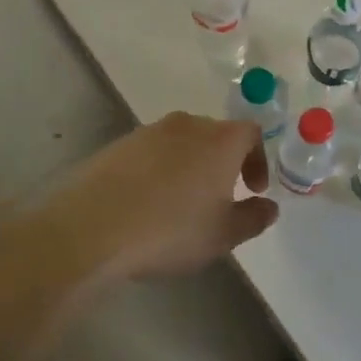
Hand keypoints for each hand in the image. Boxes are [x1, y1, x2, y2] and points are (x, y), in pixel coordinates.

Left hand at [0, 112, 277, 294]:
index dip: (257, 159)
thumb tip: (268, 207)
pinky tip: (147, 205)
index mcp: (219, 140)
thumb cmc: (170, 230)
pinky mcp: (116, 146)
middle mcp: (186, 125)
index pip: (251, 133)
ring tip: (182, 204)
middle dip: (223, 162)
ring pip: (180, 143)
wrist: (91, 229)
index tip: (253, 189)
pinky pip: (150, 154)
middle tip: (220, 197)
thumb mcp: (222, 235)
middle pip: (215, 134)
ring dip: (189, 166)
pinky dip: (158, 171)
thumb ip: (253, 218)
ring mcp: (147, 132)